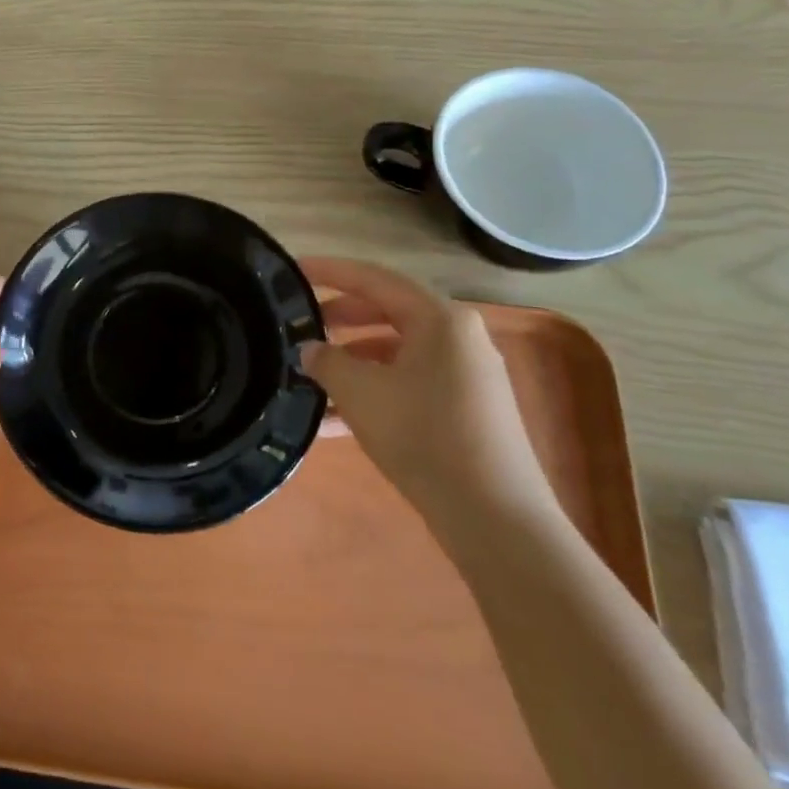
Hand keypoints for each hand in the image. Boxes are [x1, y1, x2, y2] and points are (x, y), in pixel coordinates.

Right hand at [299, 257, 555, 527]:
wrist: (495, 518)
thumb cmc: (423, 436)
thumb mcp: (361, 393)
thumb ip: (327, 362)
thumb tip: (310, 350)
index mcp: (440, 319)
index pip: (374, 279)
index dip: (330, 272)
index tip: (294, 269)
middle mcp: (459, 337)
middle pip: (388, 312)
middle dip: (341, 318)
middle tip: (301, 324)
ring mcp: (467, 375)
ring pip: (397, 353)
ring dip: (354, 361)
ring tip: (312, 376)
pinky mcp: (467, 410)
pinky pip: (411, 384)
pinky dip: (375, 391)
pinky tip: (336, 422)